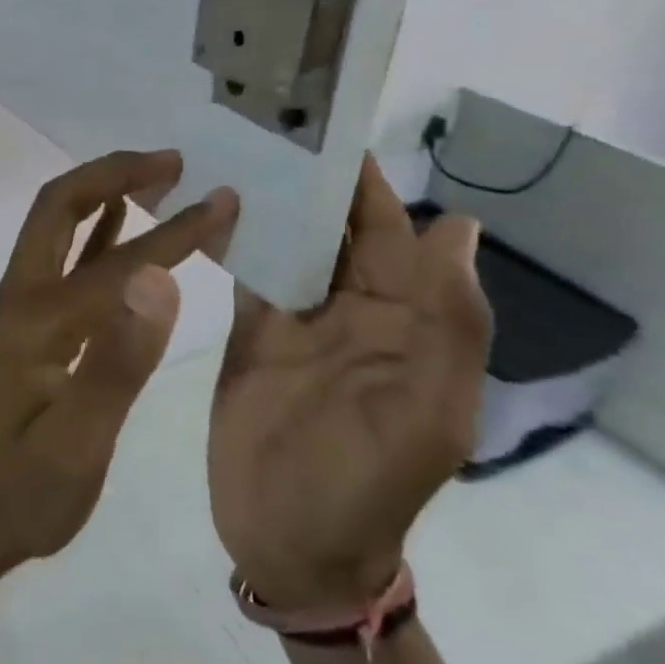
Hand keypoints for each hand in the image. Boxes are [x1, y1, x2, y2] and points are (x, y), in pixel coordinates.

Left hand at [0, 150, 239, 570]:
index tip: (225, 201)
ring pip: (57, 223)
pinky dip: (94, 227)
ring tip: (158, 176)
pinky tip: (122, 221)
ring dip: (103, 190)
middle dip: (114, 173)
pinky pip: (62, 255)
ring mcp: (20, 305)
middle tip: (173, 162)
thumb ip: (117, 362)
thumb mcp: (79, 444)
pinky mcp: (28, 321)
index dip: (175, 230)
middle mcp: (21, 295)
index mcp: (37, 319)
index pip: (118, 262)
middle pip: (59, 206)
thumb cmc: (29, 490)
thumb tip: (159, 281)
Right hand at [207, 156, 490, 612]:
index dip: (364, 182)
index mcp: (404, 320)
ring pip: (289, 244)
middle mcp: (352, 308)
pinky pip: (249, 274)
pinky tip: (205, 205)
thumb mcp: (425, 412)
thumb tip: (459, 226)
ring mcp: (297, 320)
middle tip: (262, 119)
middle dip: (308, 179)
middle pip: (334, 229)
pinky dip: (234, 240)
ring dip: (268, 203)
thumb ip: (446, 322)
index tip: (326, 125)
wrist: (292, 545)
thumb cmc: (363, 483)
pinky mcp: (251, 334)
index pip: (389, 232)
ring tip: (227, 147)